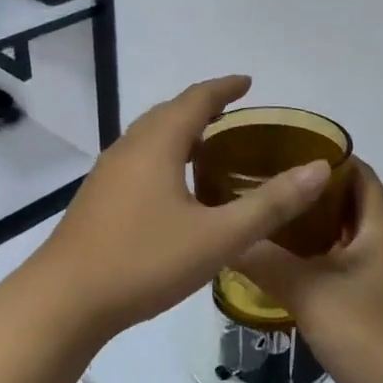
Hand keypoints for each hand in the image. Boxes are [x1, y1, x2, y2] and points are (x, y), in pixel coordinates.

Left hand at [24, 77, 332, 344]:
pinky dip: (164, 156)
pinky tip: (175, 189)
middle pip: (169, 113)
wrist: (64, 300)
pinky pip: (139, 160)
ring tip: (209, 146)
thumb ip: (270, 204)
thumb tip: (318, 169)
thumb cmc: (144, 262)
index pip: (196, 100)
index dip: (224, 88)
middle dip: (202, 107)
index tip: (248, 82)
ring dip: (180, 132)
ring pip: (150, 138)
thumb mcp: (218, 237)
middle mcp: (129, 148)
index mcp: (157, 145)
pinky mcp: (98, 198)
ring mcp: (108, 174)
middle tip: (234, 113)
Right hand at [236, 161, 382, 382]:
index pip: (356, 170)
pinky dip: (316, 260)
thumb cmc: (369, 333)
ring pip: (343, 237)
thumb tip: (226, 237)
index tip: (278, 152)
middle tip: (261, 188)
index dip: (322, 156)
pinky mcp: (376, 304)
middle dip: (307, 193)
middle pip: (347, 202)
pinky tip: (282, 270)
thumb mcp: (309, 291)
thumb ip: (264, 260)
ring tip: (264, 223)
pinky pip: (343, 267)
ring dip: (309, 229)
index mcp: (381, 225)